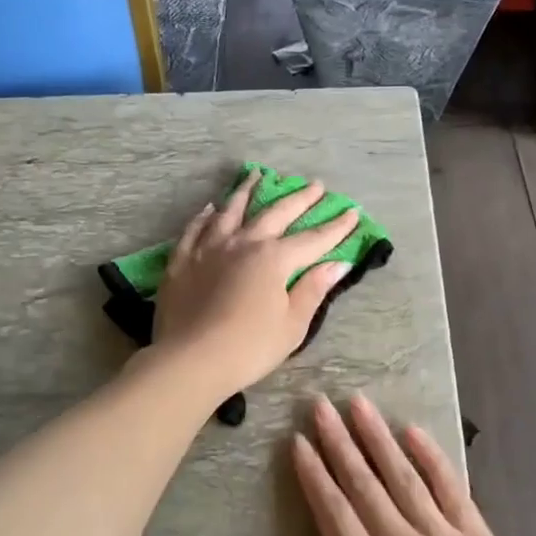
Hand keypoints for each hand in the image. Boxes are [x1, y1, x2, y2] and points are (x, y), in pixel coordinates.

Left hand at [151, 173, 359, 396]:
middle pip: (276, 213)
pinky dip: (205, 216)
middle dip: (299, 199)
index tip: (353, 213)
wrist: (189, 360)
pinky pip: (195, 229)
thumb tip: (338, 264)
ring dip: (247, 191)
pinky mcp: (182, 261)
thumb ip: (313, 289)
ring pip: (231, 211)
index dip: (336, 227)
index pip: (313, 239)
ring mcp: (208, 248)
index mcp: (273, 259)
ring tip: (257, 175)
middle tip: (315, 185)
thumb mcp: (292, 325)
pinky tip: (210, 208)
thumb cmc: (249, 348)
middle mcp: (243, 243)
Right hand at [276, 394, 535, 535]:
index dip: (313, 476)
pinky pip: (451, 490)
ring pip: (403, 477)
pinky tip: (414, 433)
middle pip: (364, 485)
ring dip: (378, 438)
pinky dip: (431, 458)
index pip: (334, 515)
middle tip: (320, 405)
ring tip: (359, 405)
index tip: (298, 441)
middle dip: (338, 443)